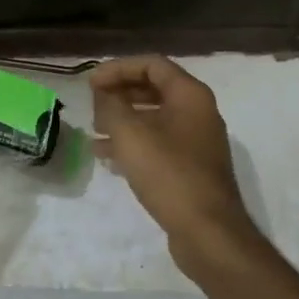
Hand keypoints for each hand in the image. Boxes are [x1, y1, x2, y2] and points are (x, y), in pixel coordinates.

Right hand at [90, 55, 263, 272]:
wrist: (208, 233)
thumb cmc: (169, 174)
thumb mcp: (130, 135)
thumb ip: (111, 106)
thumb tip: (102, 93)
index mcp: (190, 95)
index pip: (152, 64)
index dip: (118, 68)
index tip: (91, 83)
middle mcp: (198, 112)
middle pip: (153, 89)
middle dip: (120, 93)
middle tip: (92, 104)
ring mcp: (197, 141)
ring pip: (154, 117)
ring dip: (123, 119)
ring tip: (94, 130)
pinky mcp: (191, 167)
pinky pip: (158, 142)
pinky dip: (133, 142)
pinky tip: (108, 156)